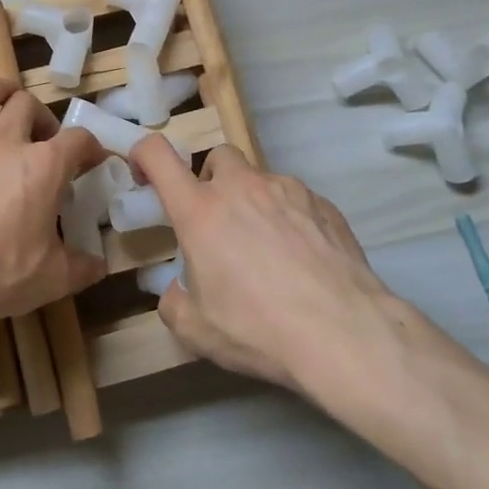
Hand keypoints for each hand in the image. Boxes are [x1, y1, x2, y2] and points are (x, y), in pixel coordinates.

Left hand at [0, 80, 107, 323]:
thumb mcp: (51, 280)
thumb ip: (82, 267)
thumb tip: (100, 263)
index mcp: (43, 167)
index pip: (79, 140)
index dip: (91, 148)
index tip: (92, 161)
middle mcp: (6, 140)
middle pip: (29, 104)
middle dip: (42, 118)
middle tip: (42, 141)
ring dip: (1, 92)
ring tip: (5, 105)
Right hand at [130, 138, 400, 394]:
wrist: (345, 333)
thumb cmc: (259, 329)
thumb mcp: (198, 332)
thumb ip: (174, 304)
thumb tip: (177, 291)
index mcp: (200, 210)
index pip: (158, 155)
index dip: (144, 154)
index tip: (145, 175)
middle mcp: (241, 187)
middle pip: (218, 157)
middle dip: (212, 181)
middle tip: (219, 223)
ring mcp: (286, 189)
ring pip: (260, 179)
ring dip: (254, 203)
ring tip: (269, 250)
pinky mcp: (323, 203)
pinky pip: (295, 200)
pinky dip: (290, 218)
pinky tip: (304, 259)